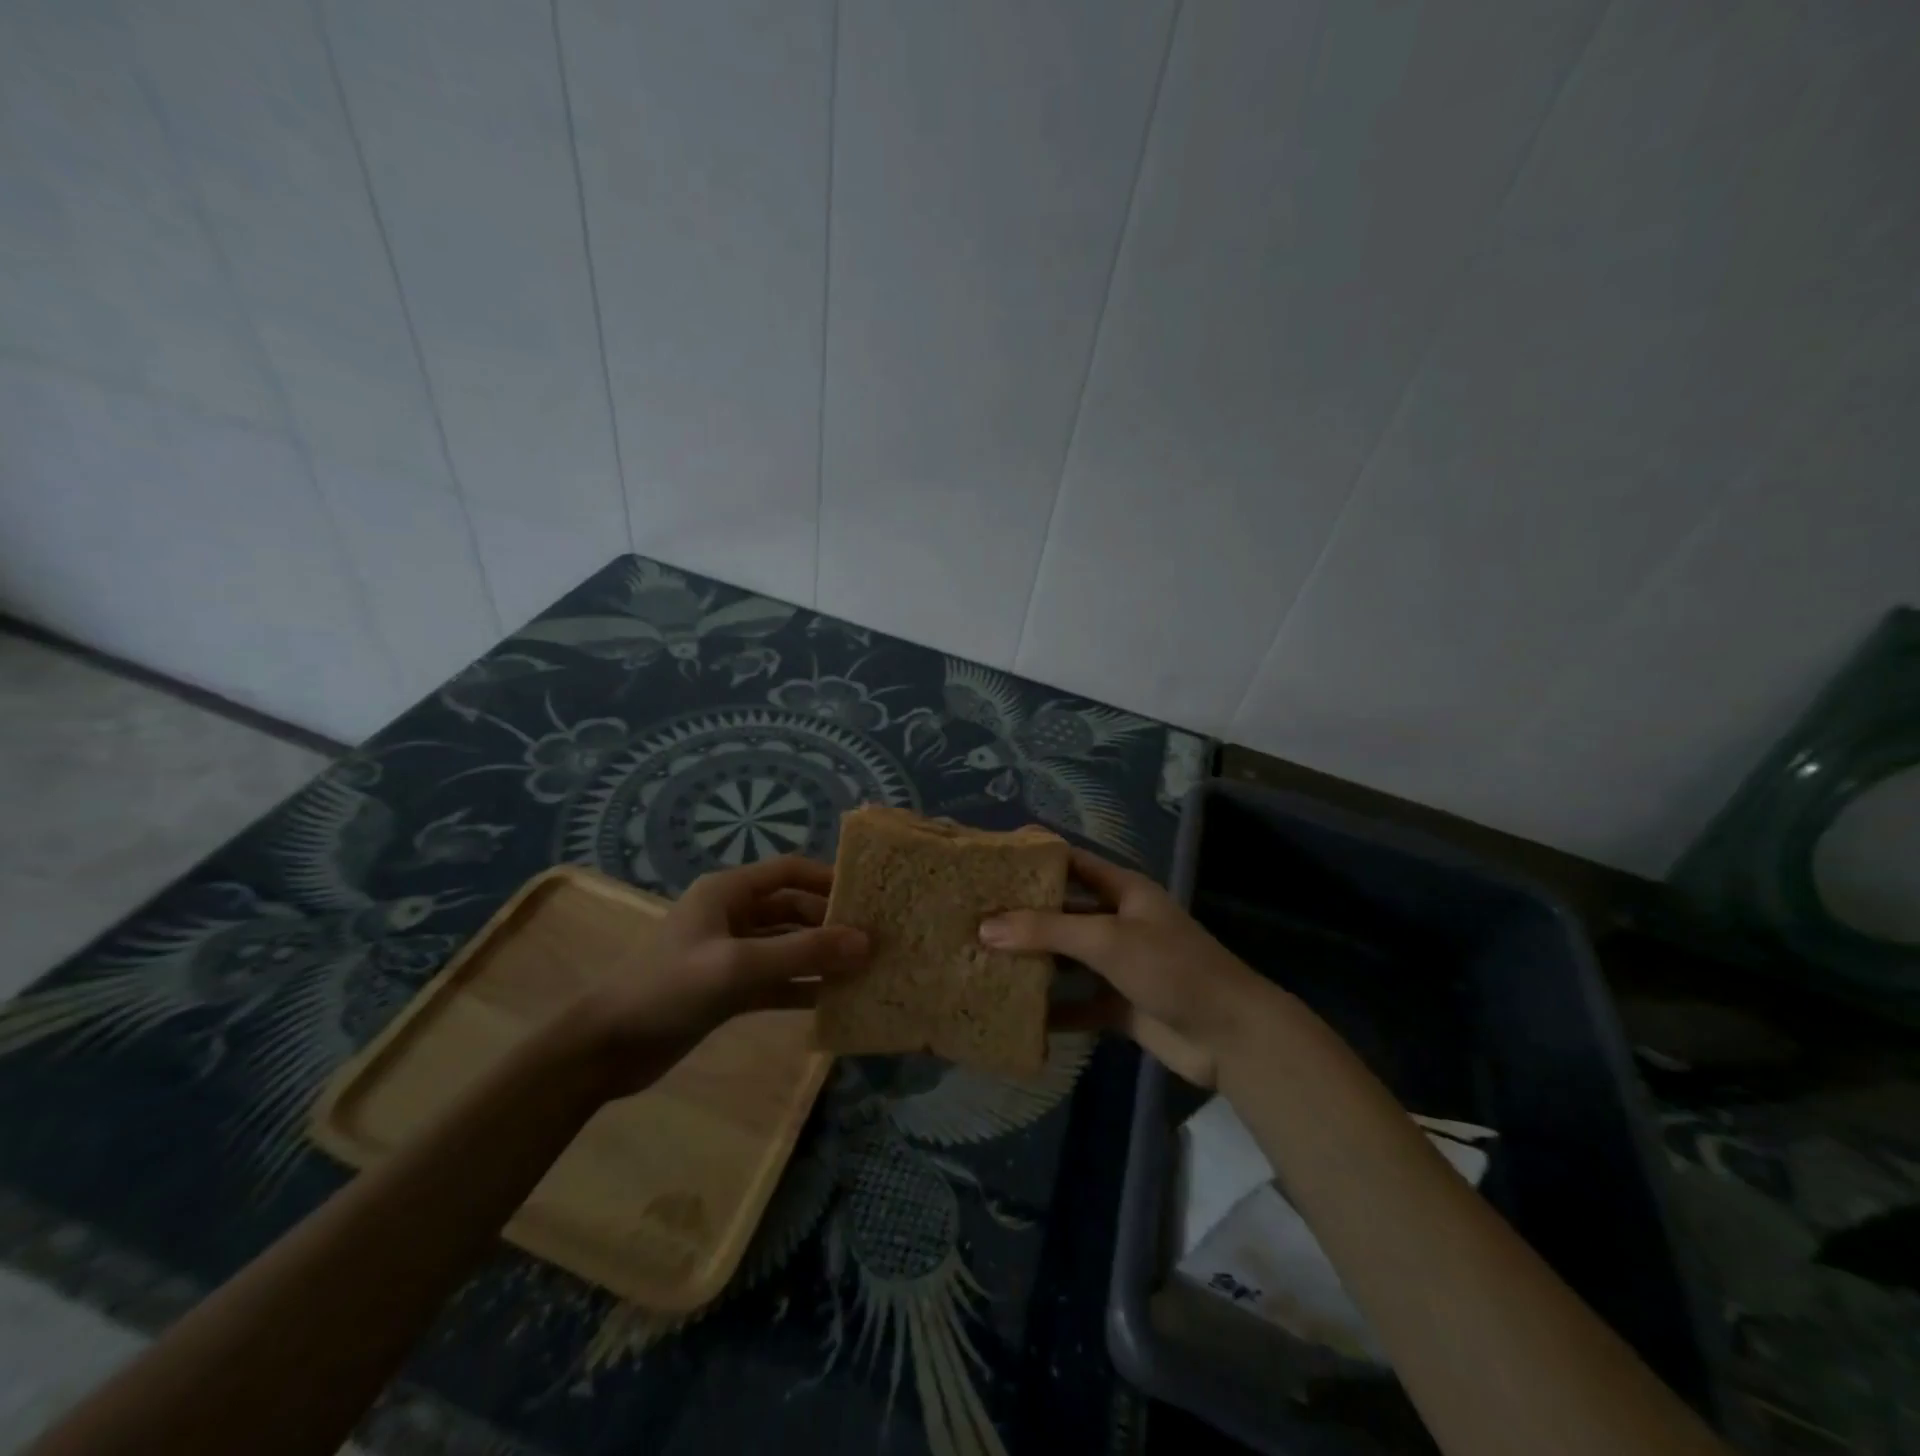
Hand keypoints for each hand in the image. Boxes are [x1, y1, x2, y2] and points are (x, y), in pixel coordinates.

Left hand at [565, 856, 868, 1099]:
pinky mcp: (728, 988)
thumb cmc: (669, 989)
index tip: (869, 896)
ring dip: (820, 957)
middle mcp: (732, 915)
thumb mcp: (738, 966)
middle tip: (874, 940)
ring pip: (787, 947)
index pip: (789, 871)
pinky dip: (802, 987)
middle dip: (830, 923)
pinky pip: (776, 980)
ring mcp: (730, 953)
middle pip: (793, 909)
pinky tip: (833, 1000)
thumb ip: (803, 953)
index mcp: (728, 892)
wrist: (605, 1048)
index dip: (828, 878)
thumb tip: (866, 942)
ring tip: (864, 970)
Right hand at [980, 849, 1271, 1088]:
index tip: (990, 862)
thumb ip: (1047, 931)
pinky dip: (1052, 1010)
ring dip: (1033, 962)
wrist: (1231, 1037)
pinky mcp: (1120, 1005)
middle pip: (1063, 911)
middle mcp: (1118, 922)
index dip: (1034, 858)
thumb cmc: (1172, 969)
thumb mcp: (1107, 940)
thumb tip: (984, 927)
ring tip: (981, 961)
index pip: (1071, 862)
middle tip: (972, 916)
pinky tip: (1015, 1015)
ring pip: (1067, 958)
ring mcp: (1120, 965)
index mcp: (1122, 891)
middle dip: (1023, 915)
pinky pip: (1077, 1003)